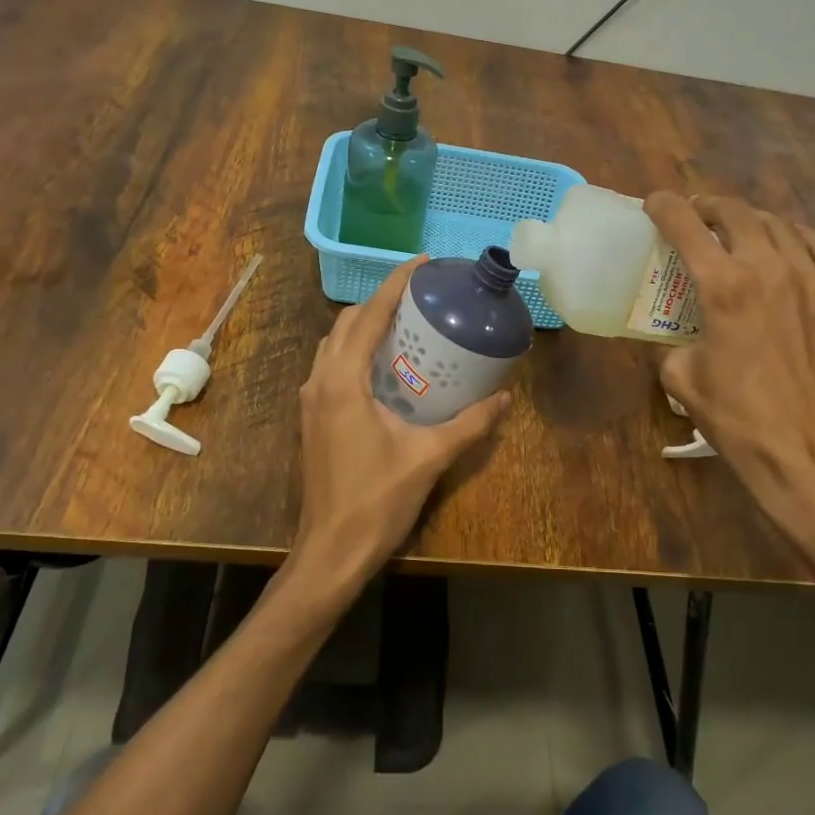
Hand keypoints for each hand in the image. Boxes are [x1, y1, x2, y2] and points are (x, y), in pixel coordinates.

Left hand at [292, 258, 510, 592]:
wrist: (330, 551)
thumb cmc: (377, 501)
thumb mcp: (429, 458)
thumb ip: (469, 424)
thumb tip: (504, 397)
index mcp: (343, 382)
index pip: (367, 317)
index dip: (394, 285)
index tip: (421, 264)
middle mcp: (320, 381)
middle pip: (346, 322)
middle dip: (379, 301)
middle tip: (420, 295)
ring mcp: (311, 400)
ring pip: (334, 343)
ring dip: (364, 324)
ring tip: (405, 321)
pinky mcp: (313, 417)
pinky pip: (331, 364)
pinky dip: (355, 349)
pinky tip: (386, 363)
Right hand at [646, 192, 814, 561]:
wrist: (809, 453)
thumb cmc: (738, 418)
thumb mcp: (681, 379)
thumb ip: (668, 342)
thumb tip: (669, 332)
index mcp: (724, 287)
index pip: (687, 226)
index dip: (665, 207)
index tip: (654, 202)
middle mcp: (770, 269)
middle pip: (737, 213)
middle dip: (709, 206)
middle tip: (694, 217)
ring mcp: (812, 280)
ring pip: (779, 224)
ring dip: (750, 219)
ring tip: (736, 231)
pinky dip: (795, 236)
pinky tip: (785, 246)